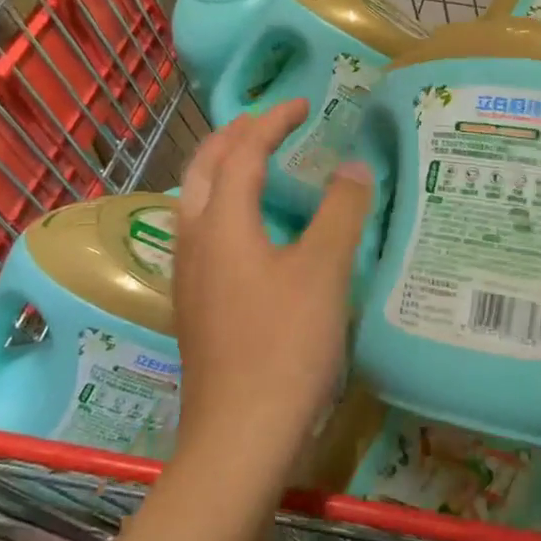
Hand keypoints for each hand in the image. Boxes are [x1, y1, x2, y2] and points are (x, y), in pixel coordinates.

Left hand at [172, 100, 373, 477]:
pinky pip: (201, 230)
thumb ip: (340, 211)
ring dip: (223, 168)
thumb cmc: (285, 347)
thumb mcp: (324, 272)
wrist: (239, 436)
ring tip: (257, 161)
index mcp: (222, 222)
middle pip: (202, 167)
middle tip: (270, 121)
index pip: (241, 151)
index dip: (271, 120)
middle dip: (234, 135)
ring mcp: (188, 275)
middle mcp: (194, 239)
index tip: (303, 103)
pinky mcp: (195, 304)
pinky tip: (248, 227)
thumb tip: (352, 164)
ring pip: (194, 199)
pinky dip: (223, 204)